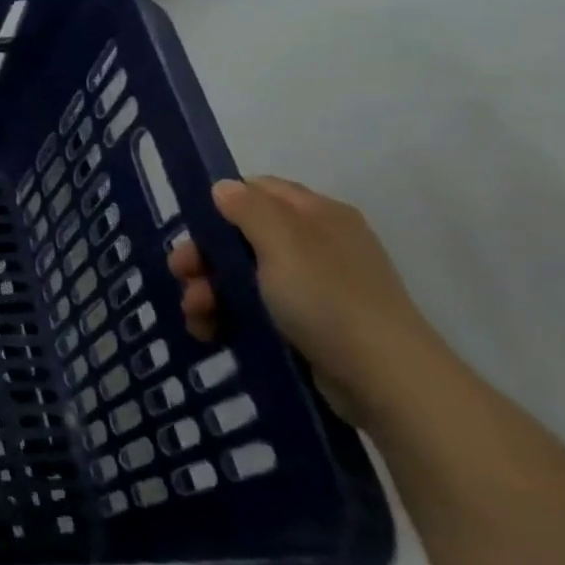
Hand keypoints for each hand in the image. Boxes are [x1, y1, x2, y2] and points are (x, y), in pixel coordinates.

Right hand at [167, 177, 457, 430]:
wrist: (382, 378)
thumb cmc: (327, 299)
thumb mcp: (283, 244)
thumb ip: (249, 209)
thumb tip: (223, 187)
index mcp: (317, 215)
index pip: (258, 190)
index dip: (220, 205)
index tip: (191, 231)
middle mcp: (315, 243)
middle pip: (241, 236)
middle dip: (204, 257)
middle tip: (181, 276)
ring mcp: (311, 285)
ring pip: (241, 275)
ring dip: (208, 290)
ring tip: (196, 315)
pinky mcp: (305, 322)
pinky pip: (253, 307)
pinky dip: (226, 315)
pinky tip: (210, 331)